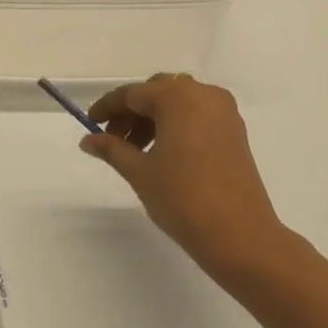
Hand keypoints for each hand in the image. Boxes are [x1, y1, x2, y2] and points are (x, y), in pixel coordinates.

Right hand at [80, 75, 307, 286]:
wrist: (239, 234)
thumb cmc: (183, 199)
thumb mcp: (140, 172)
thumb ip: (112, 149)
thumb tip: (88, 140)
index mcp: (179, 98)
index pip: (133, 93)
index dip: (108, 107)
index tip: (90, 123)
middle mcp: (204, 95)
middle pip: (158, 93)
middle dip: (132, 113)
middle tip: (112, 140)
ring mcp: (224, 112)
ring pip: (179, 103)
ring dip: (153, 119)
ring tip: (135, 152)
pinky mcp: (234, 131)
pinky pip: (197, 116)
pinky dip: (176, 126)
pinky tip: (162, 153)